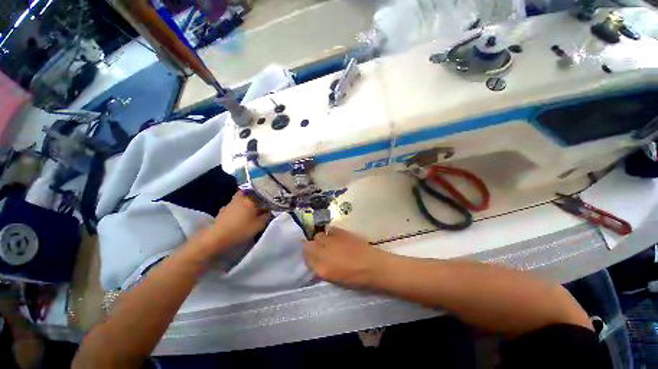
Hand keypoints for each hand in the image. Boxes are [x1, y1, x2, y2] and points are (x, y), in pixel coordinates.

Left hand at [204, 191, 270, 254]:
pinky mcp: (222, 211)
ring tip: (249, 211)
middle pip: (249, 193)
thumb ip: (266, 216)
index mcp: (250, 200)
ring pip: (240, 199)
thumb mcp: (259, 225)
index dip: (266, 199)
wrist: (217, 238)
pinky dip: (237, 209)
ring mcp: (230, 204)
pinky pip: (234, 206)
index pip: (261, 195)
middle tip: (259, 204)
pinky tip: (239, 216)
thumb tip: (268, 212)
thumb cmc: (241, 230)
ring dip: (245, 203)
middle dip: (254, 197)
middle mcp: (240, 198)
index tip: (269, 204)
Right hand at [303, 227, 386, 287]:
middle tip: (319, 249)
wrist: (373, 266)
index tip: (311, 256)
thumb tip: (316, 262)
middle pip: (309, 245)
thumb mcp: (334, 279)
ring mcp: (331, 241)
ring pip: (317, 235)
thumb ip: (321, 269)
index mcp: (321, 268)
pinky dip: (329, 232)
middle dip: (312, 247)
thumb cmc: (355, 279)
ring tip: (327, 242)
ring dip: (320, 239)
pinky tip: (334, 236)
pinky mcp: (340, 232)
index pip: (306, 258)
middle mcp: (322, 253)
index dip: (308, 256)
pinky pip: (329, 229)